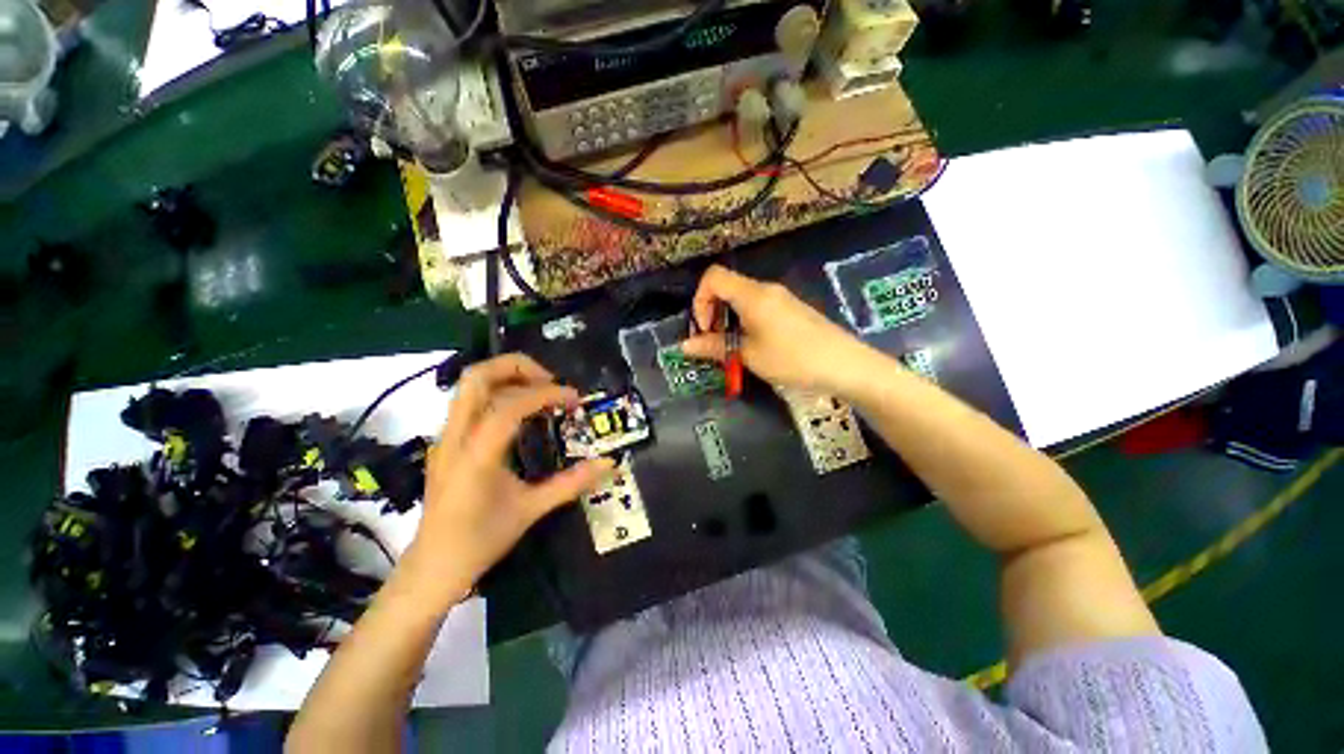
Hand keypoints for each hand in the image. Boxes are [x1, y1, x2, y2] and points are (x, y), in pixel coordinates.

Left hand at [397, 354, 613, 608]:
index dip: (546, 394)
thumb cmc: (481, 541)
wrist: (432, 567)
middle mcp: (454, 437)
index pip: (509, 405)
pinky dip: (498, 393)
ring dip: (507, 377)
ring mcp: (446, 437)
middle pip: (477, 376)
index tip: (573, 399)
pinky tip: (521, 413)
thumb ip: (572, 483)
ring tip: (540, 392)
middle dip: (518, 367)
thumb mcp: (531, 510)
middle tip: (551, 382)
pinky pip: (470, 401)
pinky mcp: (446, 442)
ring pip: (469, 385)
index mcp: (476, 455)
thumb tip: (609, 464)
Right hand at [681, 265, 877, 395]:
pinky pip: (758, 305)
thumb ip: (715, 347)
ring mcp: (781, 297)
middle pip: (727, 286)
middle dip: (712, 311)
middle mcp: (765, 289)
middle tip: (713, 342)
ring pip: (742, 297)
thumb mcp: (749, 355)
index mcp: (752, 294)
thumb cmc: (792, 359)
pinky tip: (753, 344)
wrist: (845, 364)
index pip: (713, 277)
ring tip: (731, 347)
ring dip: (728, 318)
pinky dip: (745, 320)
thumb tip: (684, 346)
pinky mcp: (791, 308)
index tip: (704, 329)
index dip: (700, 300)